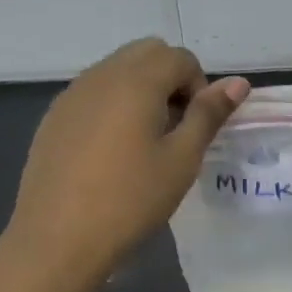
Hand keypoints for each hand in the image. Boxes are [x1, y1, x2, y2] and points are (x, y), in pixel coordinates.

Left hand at [7, 38, 248, 290]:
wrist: (58, 239)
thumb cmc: (131, 200)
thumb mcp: (181, 159)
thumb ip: (208, 114)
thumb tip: (238, 82)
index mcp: (137, 81)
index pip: (180, 58)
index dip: (199, 87)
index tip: (195, 129)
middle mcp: (101, 75)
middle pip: (146, 53)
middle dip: (170, 79)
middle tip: (174, 129)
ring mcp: (72, 95)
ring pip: (117, 70)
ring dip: (141, 91)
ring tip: (144, 143)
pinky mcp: (54, 117)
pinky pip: (93, 92)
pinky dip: (113, 105)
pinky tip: (111, 153)